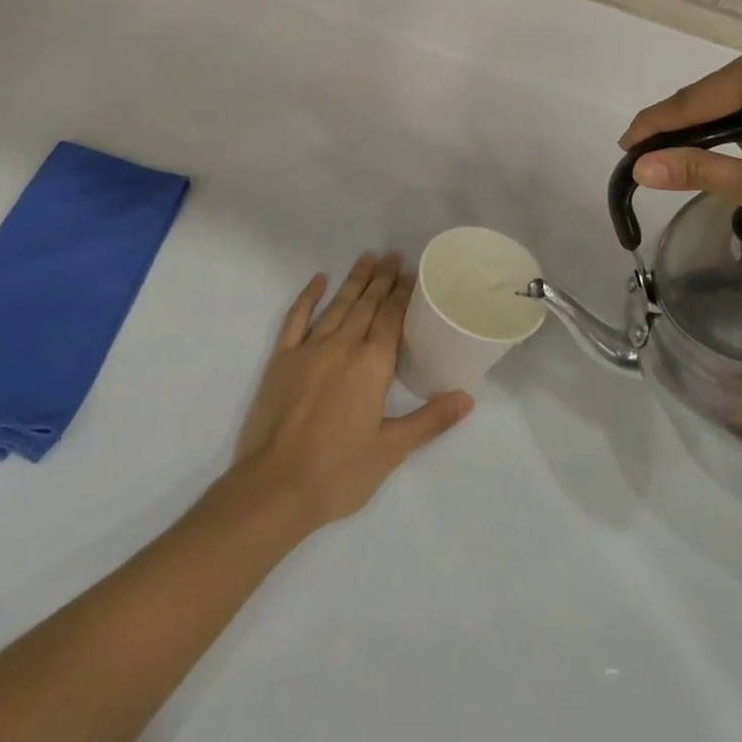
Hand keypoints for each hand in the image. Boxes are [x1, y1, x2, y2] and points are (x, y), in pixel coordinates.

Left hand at [229, 253, 472, 535]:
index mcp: (371, 365)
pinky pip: (297, 317)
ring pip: (337, 305)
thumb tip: (467, 397)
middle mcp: (342, 346)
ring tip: (367, 258)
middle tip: (394, 255)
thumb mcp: (391, 451)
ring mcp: (308, 349)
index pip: (391, 318)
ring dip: (354, 281)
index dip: (402, 293)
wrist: (274, 487)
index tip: (411, 272)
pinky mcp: (282, 358)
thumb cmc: (338, 473)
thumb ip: (429, 420)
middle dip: (382, 280)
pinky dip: (308, 296)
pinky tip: (318, 280)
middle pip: (366, 305)